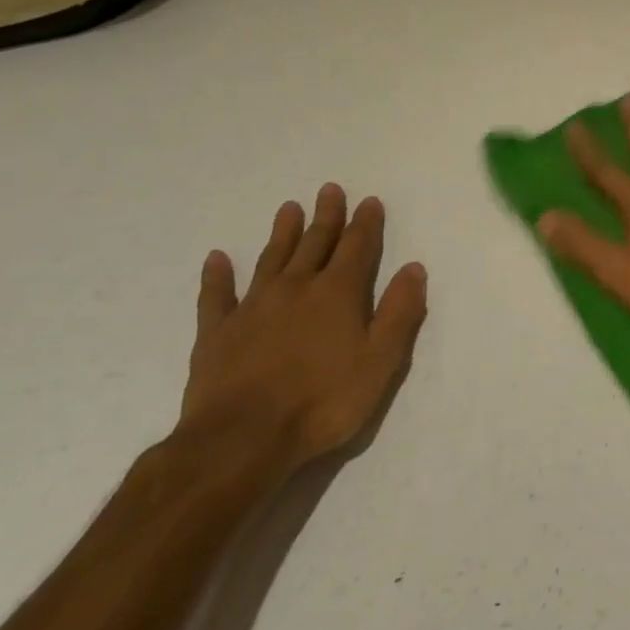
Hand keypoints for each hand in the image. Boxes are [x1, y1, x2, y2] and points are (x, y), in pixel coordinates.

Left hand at [181, 184, 427, 466]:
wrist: (242, 439)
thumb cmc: (323, 401)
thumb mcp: (381, 361)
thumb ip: (400, 312)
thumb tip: (413, 268)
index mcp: (338, 293)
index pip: (358, 247)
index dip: (366, 223)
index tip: (369, 200)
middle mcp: (297, 288)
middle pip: (315, 243)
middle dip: (326, 216)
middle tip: (329, 189)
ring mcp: (253, 307)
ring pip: (271, 259)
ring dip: (282, 233)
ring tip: (288, 208)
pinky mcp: (217, 333)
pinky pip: (217, 296)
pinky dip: (217, 276)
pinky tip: (216, 259)